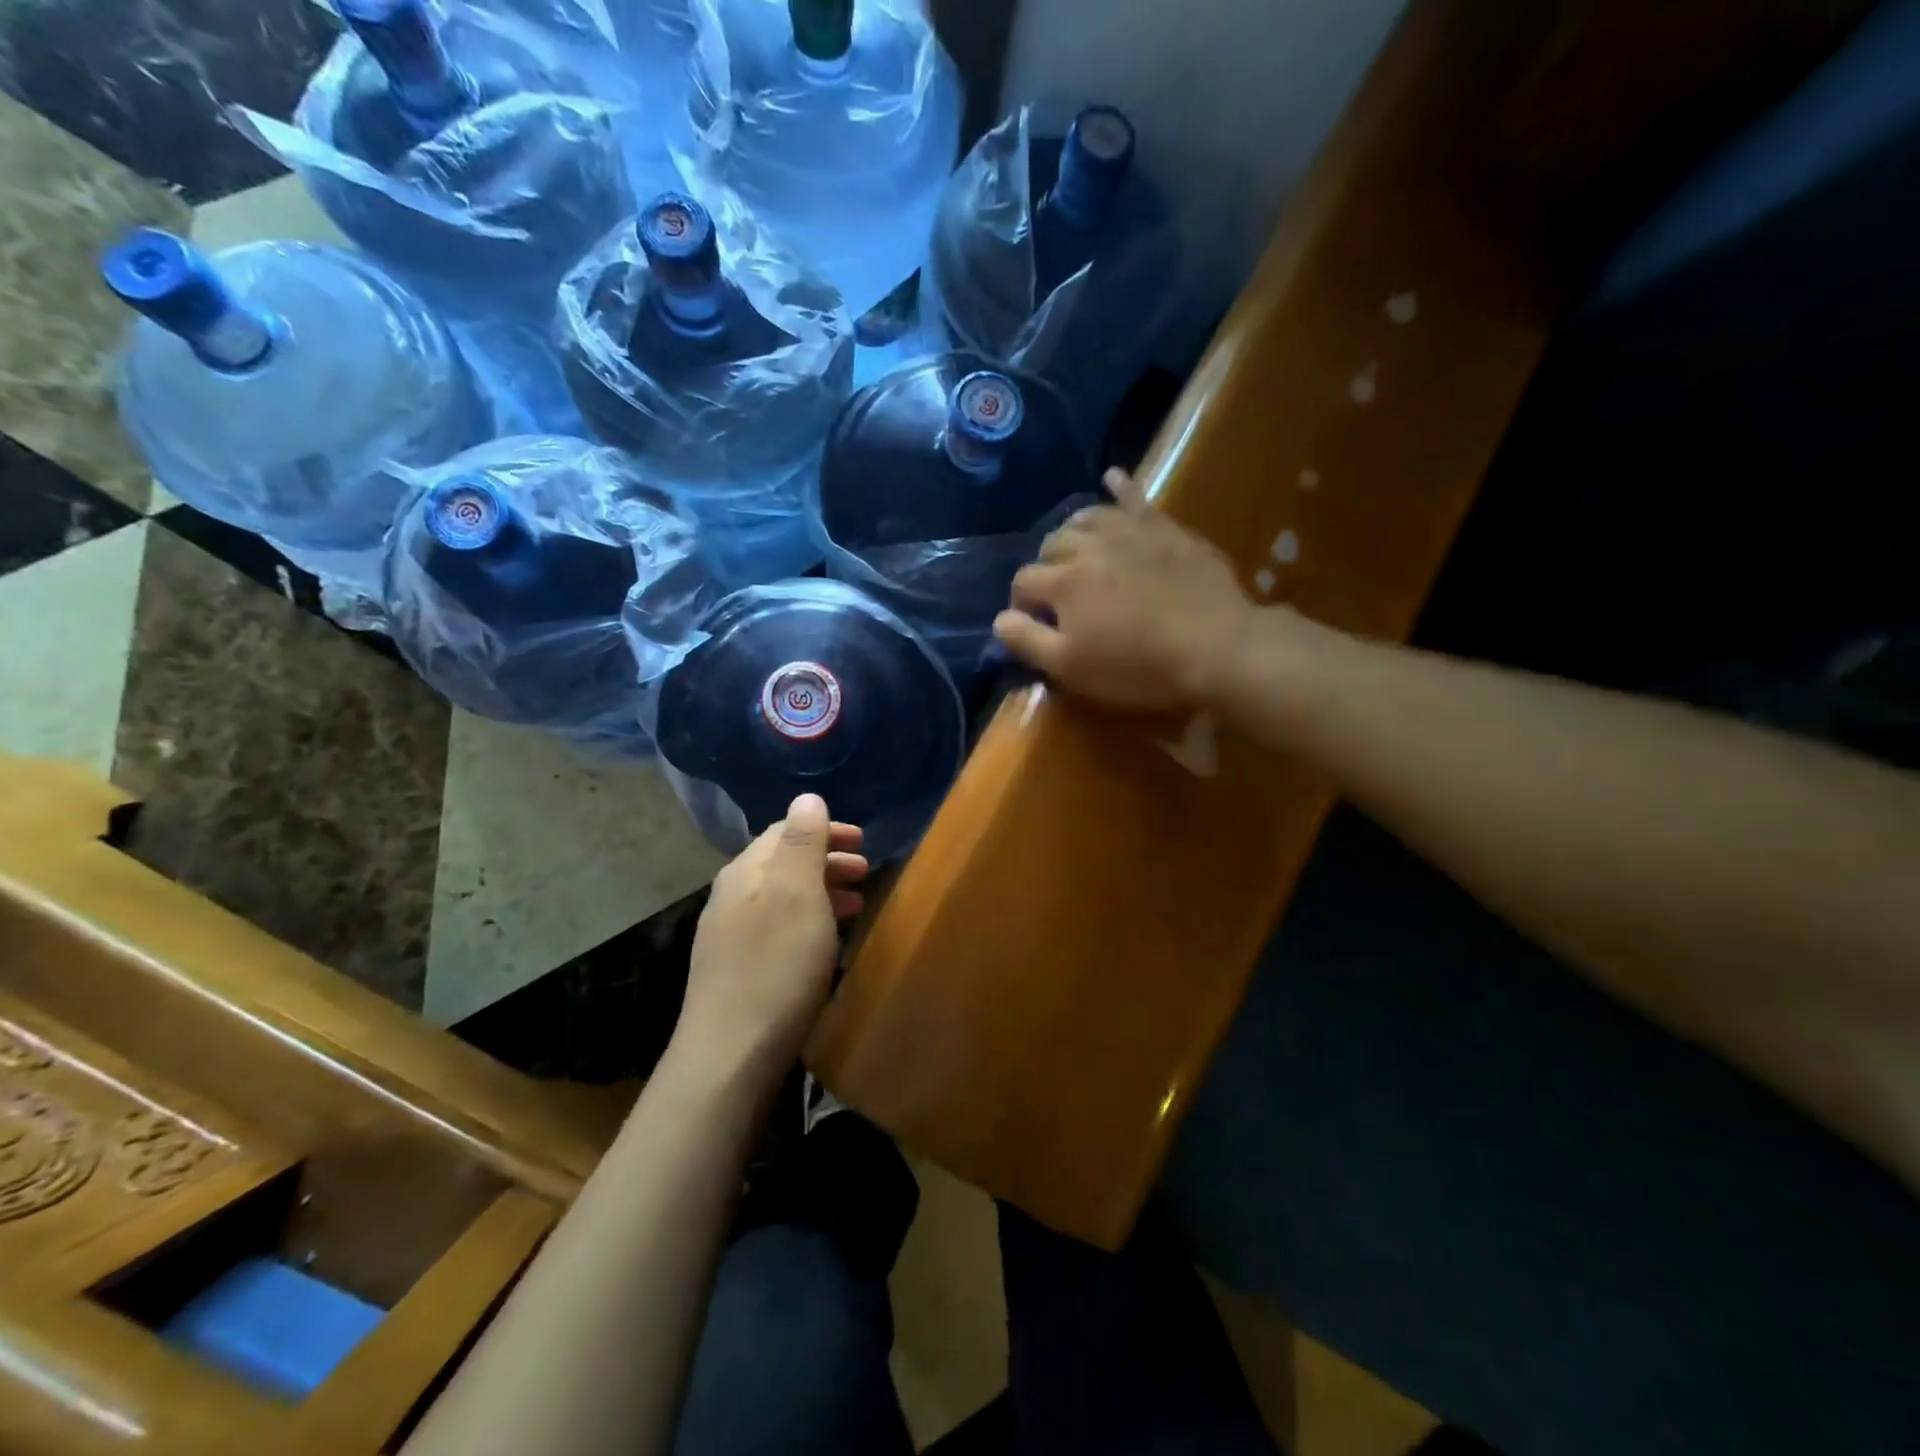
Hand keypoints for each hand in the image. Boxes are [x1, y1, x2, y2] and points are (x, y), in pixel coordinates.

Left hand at [674, 795, 867, 1088]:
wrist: (729, 1058)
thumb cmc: (775, 968)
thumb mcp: (797, 895)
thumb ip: (803, 842)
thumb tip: (807, 796)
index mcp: (745, 872)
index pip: (785, 831)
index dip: (826, 831)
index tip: (864, 842)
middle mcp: (730, 897)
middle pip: (783, 864)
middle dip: (827, 861)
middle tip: (867, 872)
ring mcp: (729, 937)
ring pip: (782, 898)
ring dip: (821, 893)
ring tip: (856, 906)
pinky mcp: (735, 972)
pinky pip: (778, 928)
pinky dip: (809, 922)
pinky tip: (825, 944)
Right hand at [994, 469, 1256, 711]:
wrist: (1215, 645)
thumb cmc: (1138, 666)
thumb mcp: (1071, 667)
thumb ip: (1027, 641)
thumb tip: (998, 619)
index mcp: (1062, 582)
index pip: (1023, 582)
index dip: (1022, 604)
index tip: (1034, 623)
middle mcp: (1088, 546)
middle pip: (1050, 545)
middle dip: (1045, 567)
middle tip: (1058, 594)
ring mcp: (1127, 531)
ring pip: (1085, 518)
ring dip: (1072, 532)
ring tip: (1075, 549)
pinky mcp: (1163, 527)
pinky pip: (1134, 497)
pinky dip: (1119, 486)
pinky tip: (1111, 477)